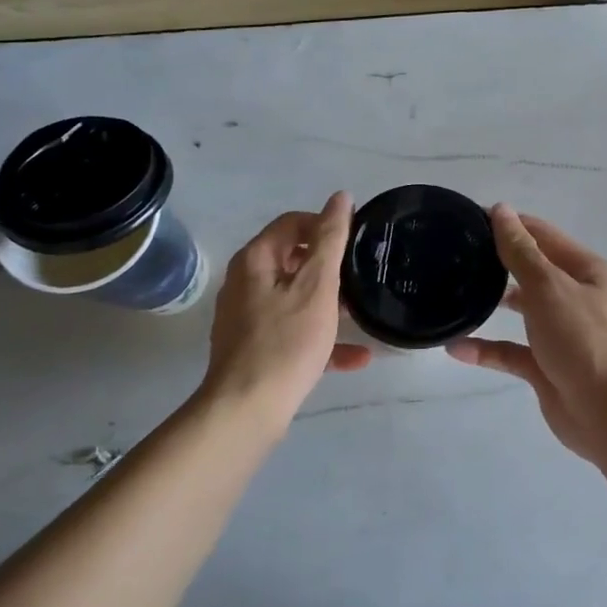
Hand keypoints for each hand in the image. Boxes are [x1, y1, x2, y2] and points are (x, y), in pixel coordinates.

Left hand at [203, 192, 369, 423]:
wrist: (247, 409)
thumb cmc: (286, 341)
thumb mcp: (317, 285)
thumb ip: (331, 239)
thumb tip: (340, 197)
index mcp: (256, 261)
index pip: (292, 223)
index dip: (325, 224)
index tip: (356, 240)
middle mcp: (245, 283)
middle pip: (293, 260)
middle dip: (329, 266)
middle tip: (361, 275)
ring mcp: (247, 318)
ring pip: (295, 298)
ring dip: (329, 304)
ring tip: (360, 313)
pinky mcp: (255, 349)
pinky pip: (293, 332)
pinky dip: (321, 338)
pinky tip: (356, 357)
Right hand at [447, 205, 606, 461]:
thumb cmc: (585, 340)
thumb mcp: (550, 287)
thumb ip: (521, 251)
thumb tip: (501, 210)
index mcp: (584, 271)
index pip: (542, 235)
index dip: (509, 224)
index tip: (468, 219)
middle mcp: (573, 297)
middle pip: (531, 271)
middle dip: (497, 262)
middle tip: (453, 255)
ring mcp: (560, 334)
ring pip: (522, 311)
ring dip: (491, 303)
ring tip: (452, 293)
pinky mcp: (546, 367)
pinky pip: (511, 352)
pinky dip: (486, 350)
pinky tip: (456, 348)